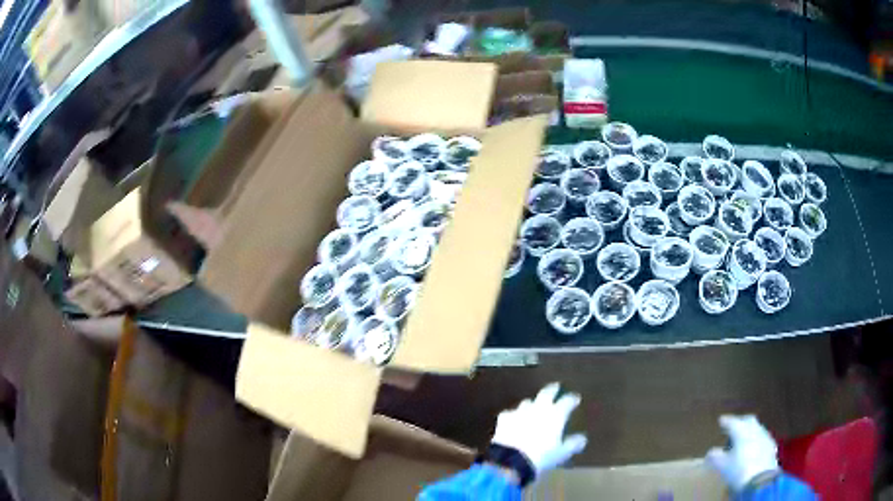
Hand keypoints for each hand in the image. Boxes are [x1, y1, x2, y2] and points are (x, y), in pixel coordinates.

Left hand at [491, 383, 587, 474]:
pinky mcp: (505, 418)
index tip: (575, 399)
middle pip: (546, 393)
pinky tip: (514, 420)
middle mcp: (539, 408)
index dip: (572, 399)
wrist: (512, 459)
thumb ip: (573, 444)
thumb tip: (581, 439)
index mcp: (556, 414)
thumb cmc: (542, 456)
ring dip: (533, 404)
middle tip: (556, 387)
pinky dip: (515, 416)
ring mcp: (520, 411)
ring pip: (528, 402)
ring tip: (535, 407)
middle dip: (552, 389)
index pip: (567, 401)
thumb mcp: (562, 453)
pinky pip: (511, 413)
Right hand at [706, 415, 779, 491]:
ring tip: (742, 440)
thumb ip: (714, 457)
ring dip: (749, 431)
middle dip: (740, 422)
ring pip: (757, 429)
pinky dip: (756, 440)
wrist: (761, 479)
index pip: (733, 422)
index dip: (726, 421)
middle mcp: (755, 429)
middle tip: (733, 427)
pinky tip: (753, 449)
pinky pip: (762, 438)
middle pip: (748, 420)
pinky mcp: (771, 446)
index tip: (721, 420)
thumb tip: (710, 452)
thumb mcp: (721, 466)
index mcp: (742, 431)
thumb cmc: (738, 470)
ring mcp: (765, 436)